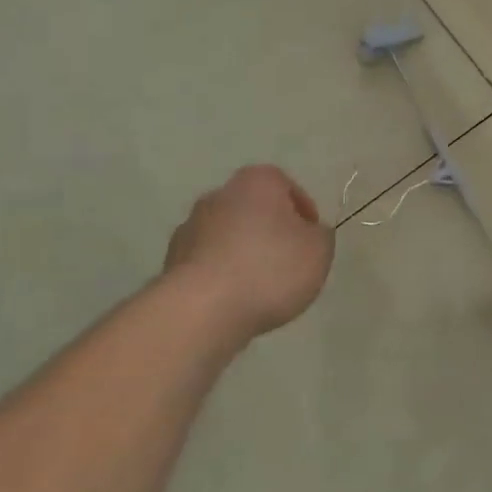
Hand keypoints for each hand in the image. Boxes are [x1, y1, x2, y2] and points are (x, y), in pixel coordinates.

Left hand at [160, 165, 334, 342]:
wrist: (202, 310)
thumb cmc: (270, 269)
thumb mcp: (319, 251)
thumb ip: (320, 235)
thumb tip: (309, 233)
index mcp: (257, 181)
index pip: (287, 187)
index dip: (303, 212)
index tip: (311, 240)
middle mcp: (220, 194)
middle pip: (254, 209)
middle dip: (270, 231)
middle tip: (288, 261)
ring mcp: (190, 227)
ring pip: (228, 235)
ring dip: (243, 252)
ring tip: (260, 287)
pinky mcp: (171, 261)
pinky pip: (208, 262)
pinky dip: (221, 274)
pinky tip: (234, 299)